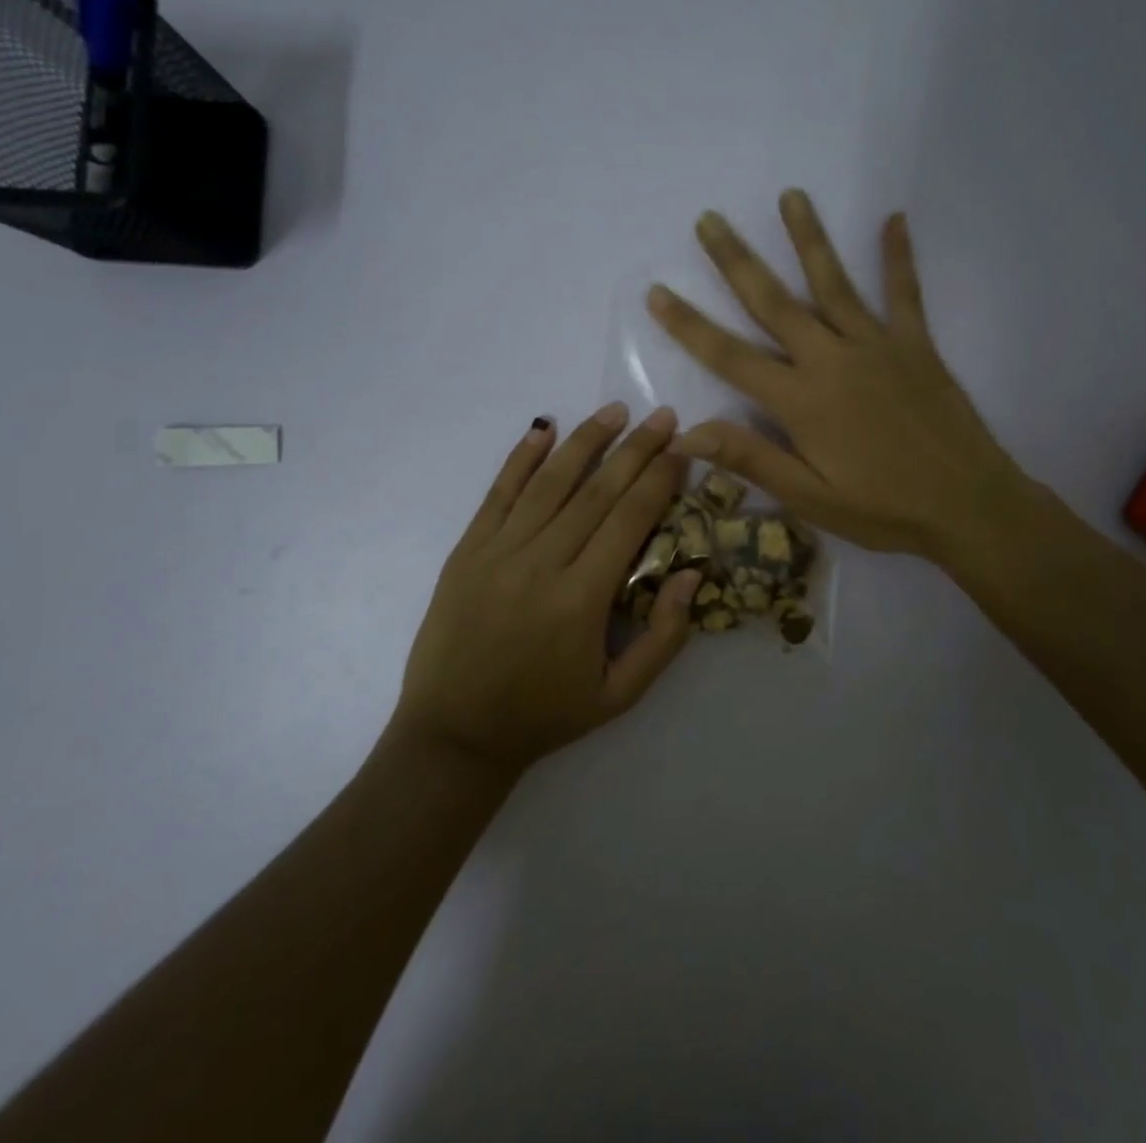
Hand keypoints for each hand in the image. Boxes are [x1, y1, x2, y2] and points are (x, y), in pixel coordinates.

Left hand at [388, 403, 702, 778]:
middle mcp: (541, 563)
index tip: (683, 448)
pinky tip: (543, 428)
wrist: (454, 735)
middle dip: (635, 449)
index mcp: (582, 599)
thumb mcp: (619, 696)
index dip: (659, 479)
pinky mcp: (467, 551)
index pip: (629, 520)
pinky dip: (521, 458)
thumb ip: (664, 636)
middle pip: (596, 491)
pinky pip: (498, 493)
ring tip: (615, 411)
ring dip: (586, 441)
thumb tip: (691, 573)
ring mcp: (498, 552)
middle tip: (663, 416)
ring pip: (549, 483)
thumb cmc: (544, 716)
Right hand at [646, 191, 1042, 562]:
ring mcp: (877, 346)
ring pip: (833, 283)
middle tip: (710, 219)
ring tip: (790, 196)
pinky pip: (904, 292)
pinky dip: (898, 256)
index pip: (730, 356)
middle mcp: (832, 359)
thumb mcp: (810, 498)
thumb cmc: (884, 510)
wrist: (970, 506)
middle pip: (774, 302)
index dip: (689, 325)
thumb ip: (750, 458)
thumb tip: (685, 433)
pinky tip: (894, 218)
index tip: (658, 291)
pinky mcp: (916, 345)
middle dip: (737, 260)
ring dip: (808, 238)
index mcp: (801, 401)